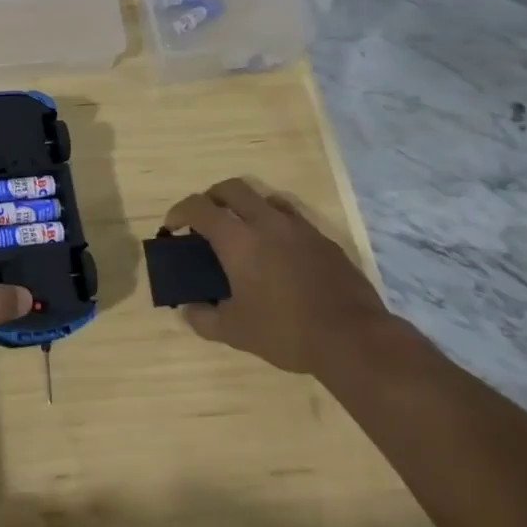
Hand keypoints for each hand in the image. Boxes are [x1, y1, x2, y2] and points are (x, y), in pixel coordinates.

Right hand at [164, 178, 388, 374]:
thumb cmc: (285, 331)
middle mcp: (266, 223)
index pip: (199, 207)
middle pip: (232, 188)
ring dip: (246, 206)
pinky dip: (275, 224)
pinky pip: (292, 219)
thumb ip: (203, 318)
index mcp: (238, 240)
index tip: (173, 226)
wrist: (352, 338)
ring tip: (242, 232)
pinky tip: (277, 252)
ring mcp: (299, 228)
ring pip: (265, 198)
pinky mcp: (324, 240)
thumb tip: (188, 309)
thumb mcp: (234, 332)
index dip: (180, 211)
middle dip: (211, 197)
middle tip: (204, 220)